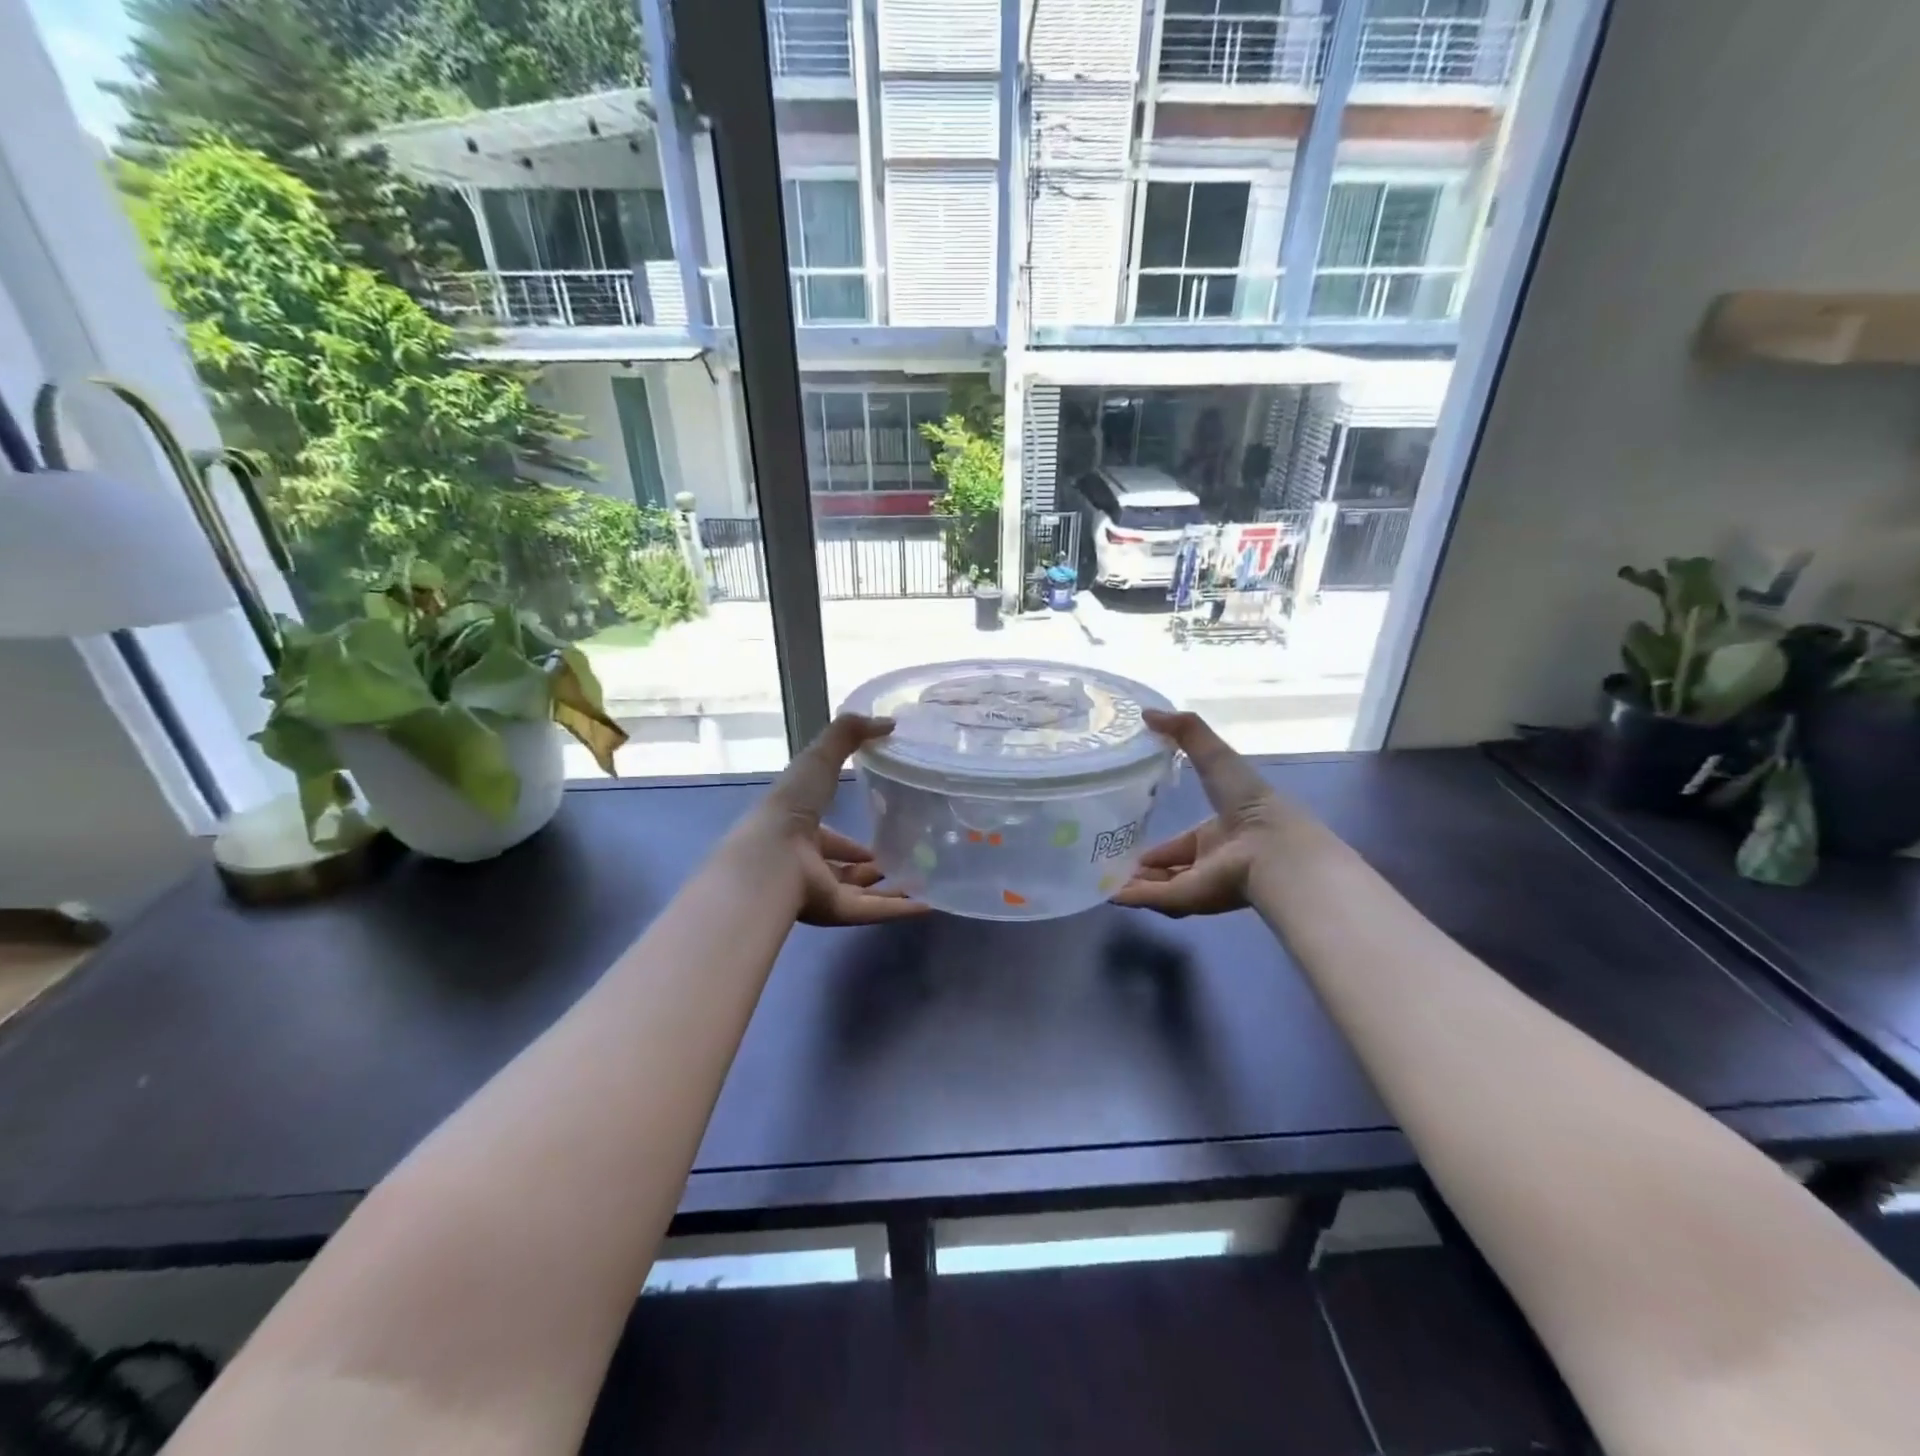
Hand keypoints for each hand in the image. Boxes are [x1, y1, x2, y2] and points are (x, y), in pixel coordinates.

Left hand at [753, 713, 930, 926]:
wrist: (773, 858)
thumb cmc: (793, 806)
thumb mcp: (820, 757)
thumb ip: (848, 734)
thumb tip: (889, 722)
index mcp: (797, 830)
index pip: (828, 835)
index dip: (850, 837)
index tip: (880, 830)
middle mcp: (806, 863)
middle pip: (844, 868)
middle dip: (871, 864)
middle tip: (907, 855)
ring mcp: (820, 891)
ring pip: (861, 892)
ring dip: (891, 887)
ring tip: (925, 879)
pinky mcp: (836, 912)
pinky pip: (873, 911)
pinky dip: (900, 909)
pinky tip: (929, 905)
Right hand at [1115, 710, 1298, 916]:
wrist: (1272, 848)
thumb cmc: (1249, 801)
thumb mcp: (1215, 756)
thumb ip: (1186, 732)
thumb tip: (1146, 713)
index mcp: (1220, 832)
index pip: (1185, 842)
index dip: (1161, 843)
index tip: (1134, 837)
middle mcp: (1212, 861)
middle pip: (1172, 867)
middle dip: (1145, 865)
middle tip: (1112, 857)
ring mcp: (1201, 883)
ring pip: (1160, 885)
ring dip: (1134, 883)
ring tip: (1102, 876)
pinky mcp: (1190, 900)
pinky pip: (1154, 899)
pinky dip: (1131, 897)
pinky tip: (1107, 893)